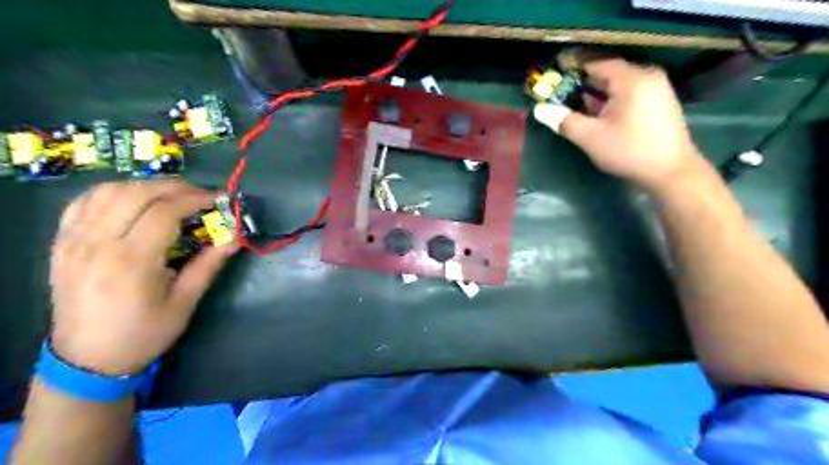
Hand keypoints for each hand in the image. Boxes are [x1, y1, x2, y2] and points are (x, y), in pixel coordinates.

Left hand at [47, 180, 237, 375]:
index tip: (218, 199)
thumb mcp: (185, 302)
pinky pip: (83, 203)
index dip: (195, 199)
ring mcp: (73, 241)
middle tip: (199, 195)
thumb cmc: (144, 333)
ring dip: (145, 186)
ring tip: (171, 196)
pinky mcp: (62, 244)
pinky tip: (133, 201)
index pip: (164, 211)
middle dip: (174, 186)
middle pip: (135, 193)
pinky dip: (113, 192)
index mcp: (131, 261)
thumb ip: (209, 265)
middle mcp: (97, 244)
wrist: (87, 359)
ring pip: (107, 191)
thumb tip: (236, 238)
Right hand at [538, 58, 705, 192]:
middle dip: (584, 85)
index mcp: (632, 79)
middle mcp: (647, 77)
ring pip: (619, 85)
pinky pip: (630, 93)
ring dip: (597, 94)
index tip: (555, 80)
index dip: (574, 71)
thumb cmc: (629, 151)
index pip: (598, 64)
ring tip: (576, 108)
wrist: (670, 172)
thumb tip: (540, 109)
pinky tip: (599, 116)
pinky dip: (612, 100)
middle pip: (609, 73)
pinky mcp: (659, 103)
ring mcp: (657, 89)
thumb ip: (564, 121)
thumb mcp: (591, 138)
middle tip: (561, 97)